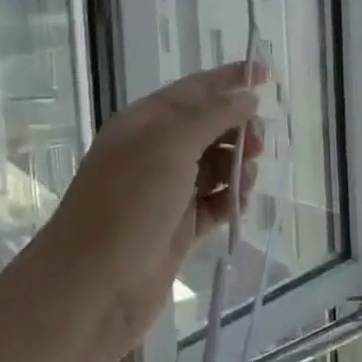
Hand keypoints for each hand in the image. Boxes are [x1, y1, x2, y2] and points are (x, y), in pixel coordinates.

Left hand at [43, 62, 265, 355]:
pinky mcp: (178, 228)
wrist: (93, 287)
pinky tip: (238, 207)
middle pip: (209, 126)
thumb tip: (247, 97)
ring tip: (244, 183)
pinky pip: (214, 203)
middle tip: (258, 145)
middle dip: (239, 128)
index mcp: (145, 122)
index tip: (267, 73)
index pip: (195, 89)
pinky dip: (230, 201)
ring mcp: (166, 191)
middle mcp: (155, 151)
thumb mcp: (170, 143)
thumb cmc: (128, 203)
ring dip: (238, 167)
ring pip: (216, 165)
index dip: (230, 79)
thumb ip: (213, 115)